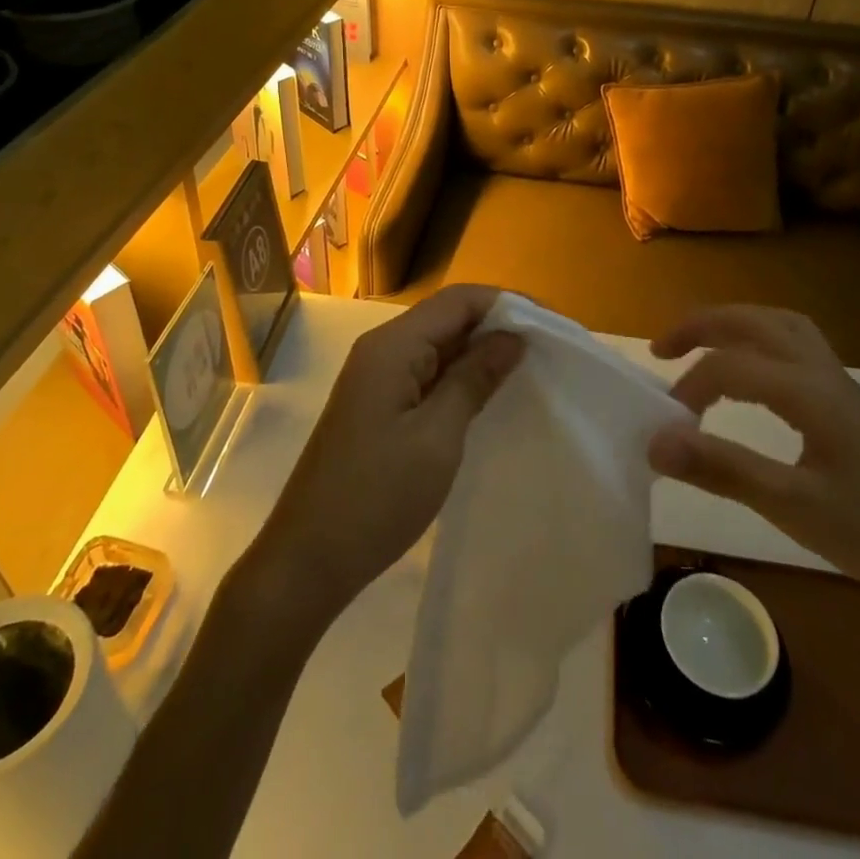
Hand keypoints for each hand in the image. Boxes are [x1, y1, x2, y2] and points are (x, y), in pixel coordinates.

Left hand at [251, 284, 522, 623]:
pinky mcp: (376, 404)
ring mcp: (375, 378)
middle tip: (546, 349)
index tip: (551, 325)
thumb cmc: (377, 497)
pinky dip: (458, 376)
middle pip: (447, 317)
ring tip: (527, 369)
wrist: (308, 560)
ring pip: (437, 345)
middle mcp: (381, 349)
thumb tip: (511, 338)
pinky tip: (486, 395)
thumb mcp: (437, 437)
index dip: (506, 303)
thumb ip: (474, 379)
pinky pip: (425, 373)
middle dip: (496, 326)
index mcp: (392, 346)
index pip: (458, 300)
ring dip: (479, 352)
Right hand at [647, 305, 859, 618]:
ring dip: (736, 325)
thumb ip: (722, 469)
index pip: (728, 367)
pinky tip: (757, 376)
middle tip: (662, 348)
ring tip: (705, 347)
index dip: (687, 389)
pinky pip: (798, 347)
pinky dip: (763, 342)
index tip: (664, 429)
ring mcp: (842, 385)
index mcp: (806, 390)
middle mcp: (822, 372)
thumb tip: (655, 442)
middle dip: (702, 325)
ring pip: (782, 326)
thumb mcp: (795, 507)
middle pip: (754, 321)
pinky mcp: (853, 405)